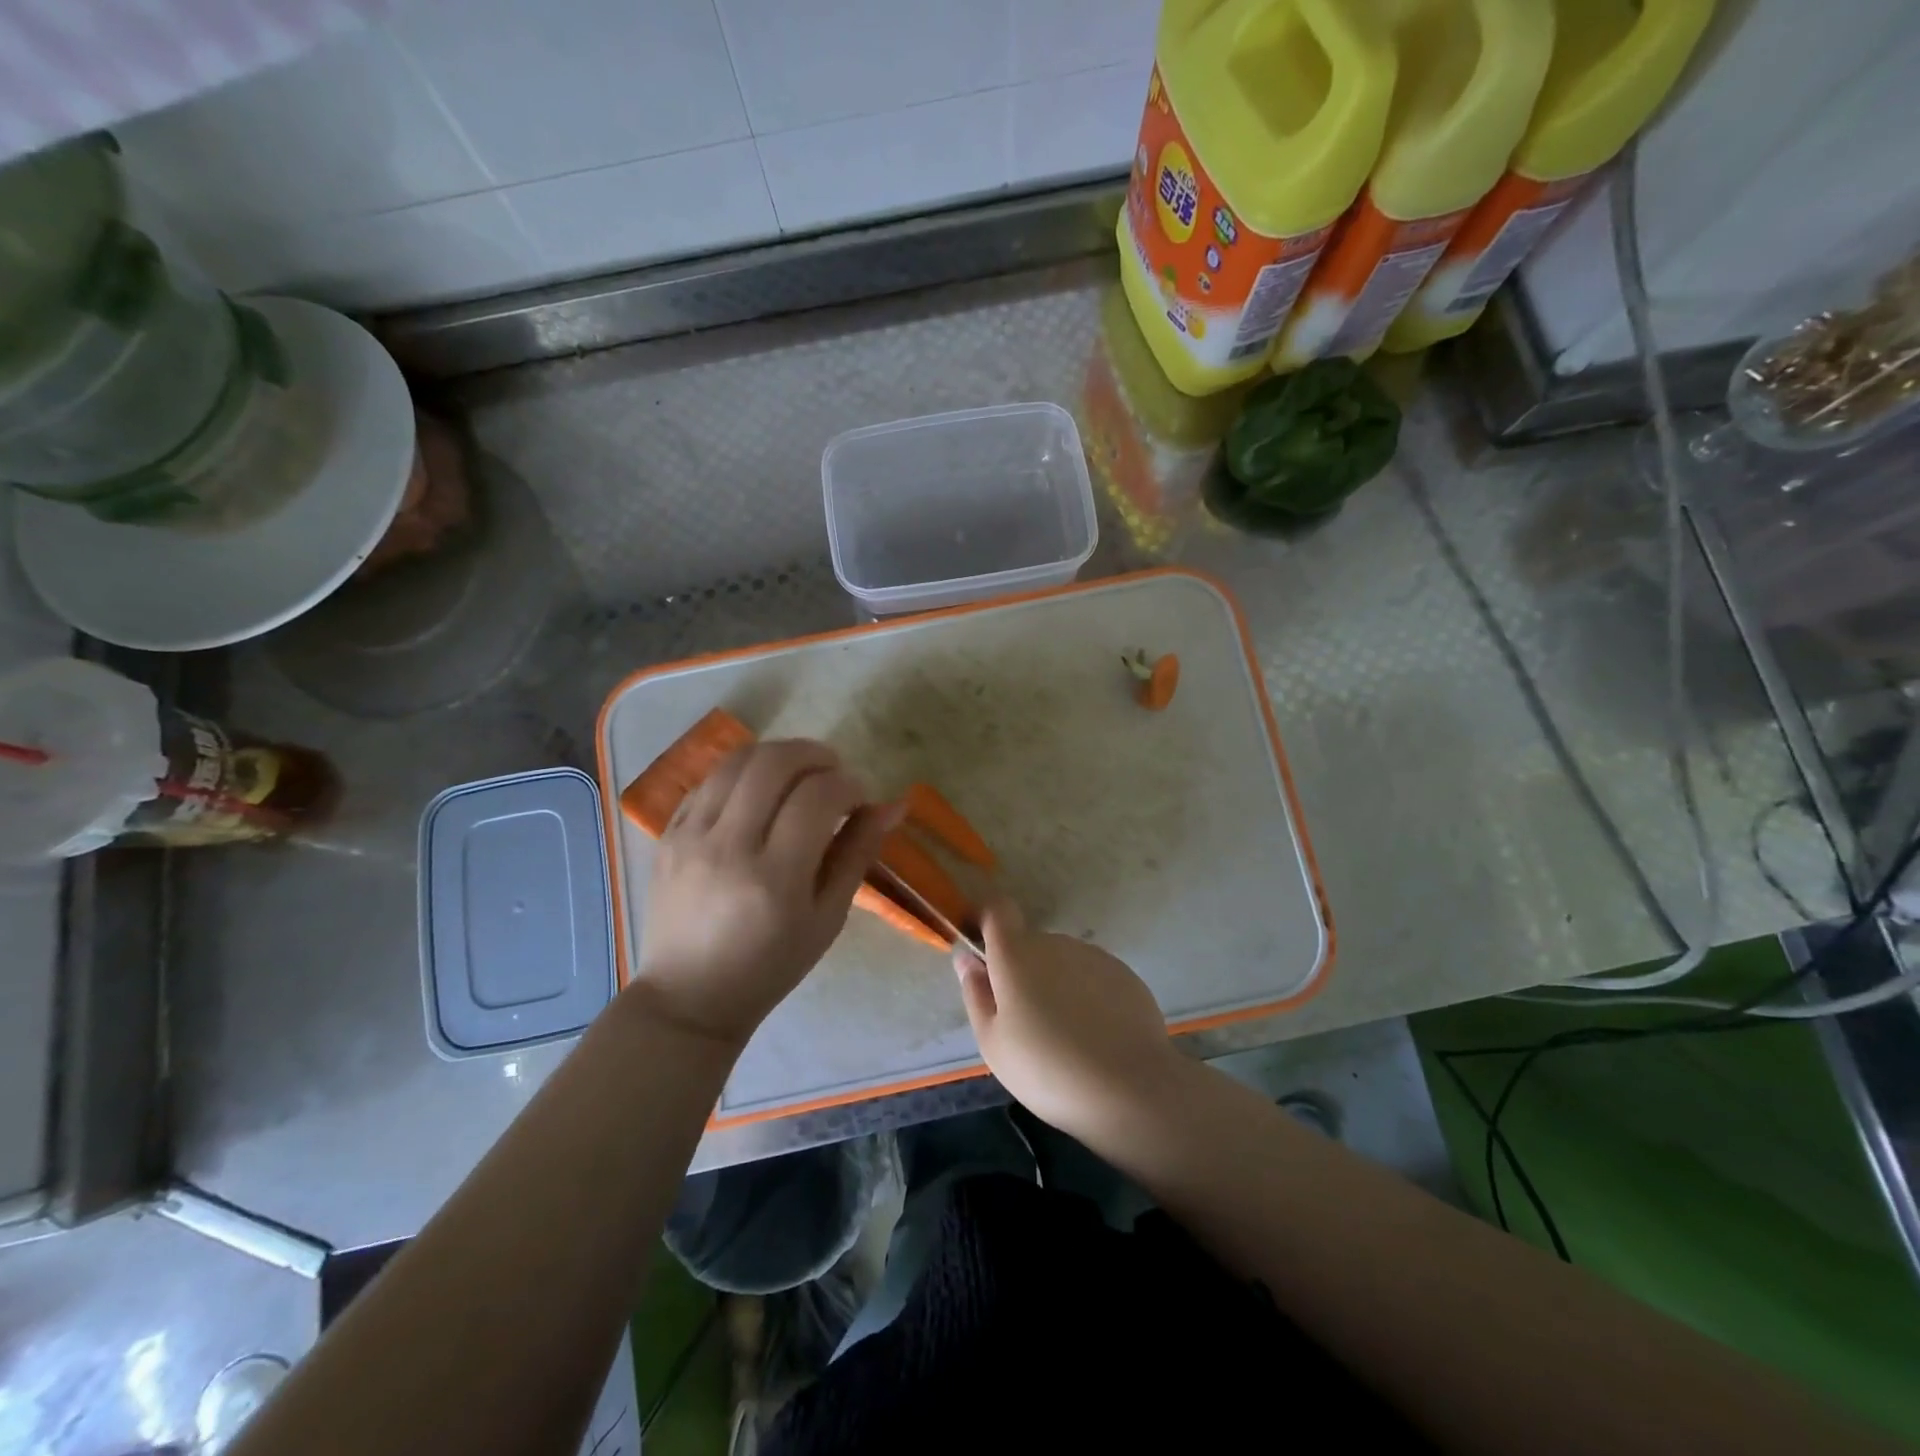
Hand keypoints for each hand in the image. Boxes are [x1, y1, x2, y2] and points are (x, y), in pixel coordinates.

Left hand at [634, 739, 897, 1048]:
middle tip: (833, 772)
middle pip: (774, 763)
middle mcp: (728, 847)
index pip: (818, 796)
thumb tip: (892, 805)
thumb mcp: (828, 918)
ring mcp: (690, 837)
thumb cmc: (772, 966)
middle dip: (815, 755)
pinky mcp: (667, 834)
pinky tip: (761, 791)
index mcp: (775, 878)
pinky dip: (744, 772)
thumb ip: (858, 854)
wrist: (690, 998)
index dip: (849, 784)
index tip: (859, 799)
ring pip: (737, 761)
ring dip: (778, 755)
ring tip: (800, 774)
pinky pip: (708, 780)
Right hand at [954, 898, 1185, 1136]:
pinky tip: (1095, 1036)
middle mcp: (1055, 943)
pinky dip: (1087, 995)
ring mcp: (1093, 956)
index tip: (984, 955)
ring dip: (1056, 984)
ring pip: (1062, 961)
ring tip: (1065, 1035)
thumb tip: (966, 958)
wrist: (1130, 1088)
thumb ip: (975, 992)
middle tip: (1026, 1022)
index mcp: (1016, 954)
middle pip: (1030, 944)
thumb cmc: (1046, 1068)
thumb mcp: (993, 1042)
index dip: (987, 923)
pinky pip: (1092, 976)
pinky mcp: (1124, 974)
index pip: (998, 910)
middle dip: (1022, 971)